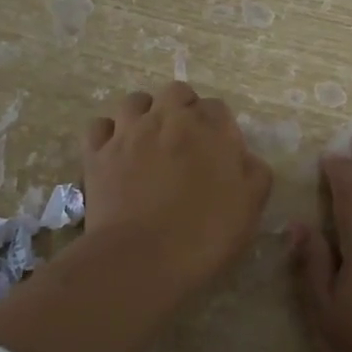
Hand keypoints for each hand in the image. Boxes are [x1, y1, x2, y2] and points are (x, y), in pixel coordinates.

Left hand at [83, 82, 273, 299]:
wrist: (142, 259)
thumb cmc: (205, 234)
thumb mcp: (250, 206)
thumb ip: (254, 172)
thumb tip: (244, 158)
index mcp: (209, 128)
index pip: (218, 108)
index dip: (220, 128)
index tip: (220, 153)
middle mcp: (167, 118)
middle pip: (177, 92)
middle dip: (184, 108)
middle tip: (187, 141)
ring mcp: (128, 133)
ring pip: (135, 101)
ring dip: (146, 113)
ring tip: (150, 139)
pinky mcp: (97, 154)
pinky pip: (99, 126)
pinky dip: (109, 133)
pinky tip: (116, 150)